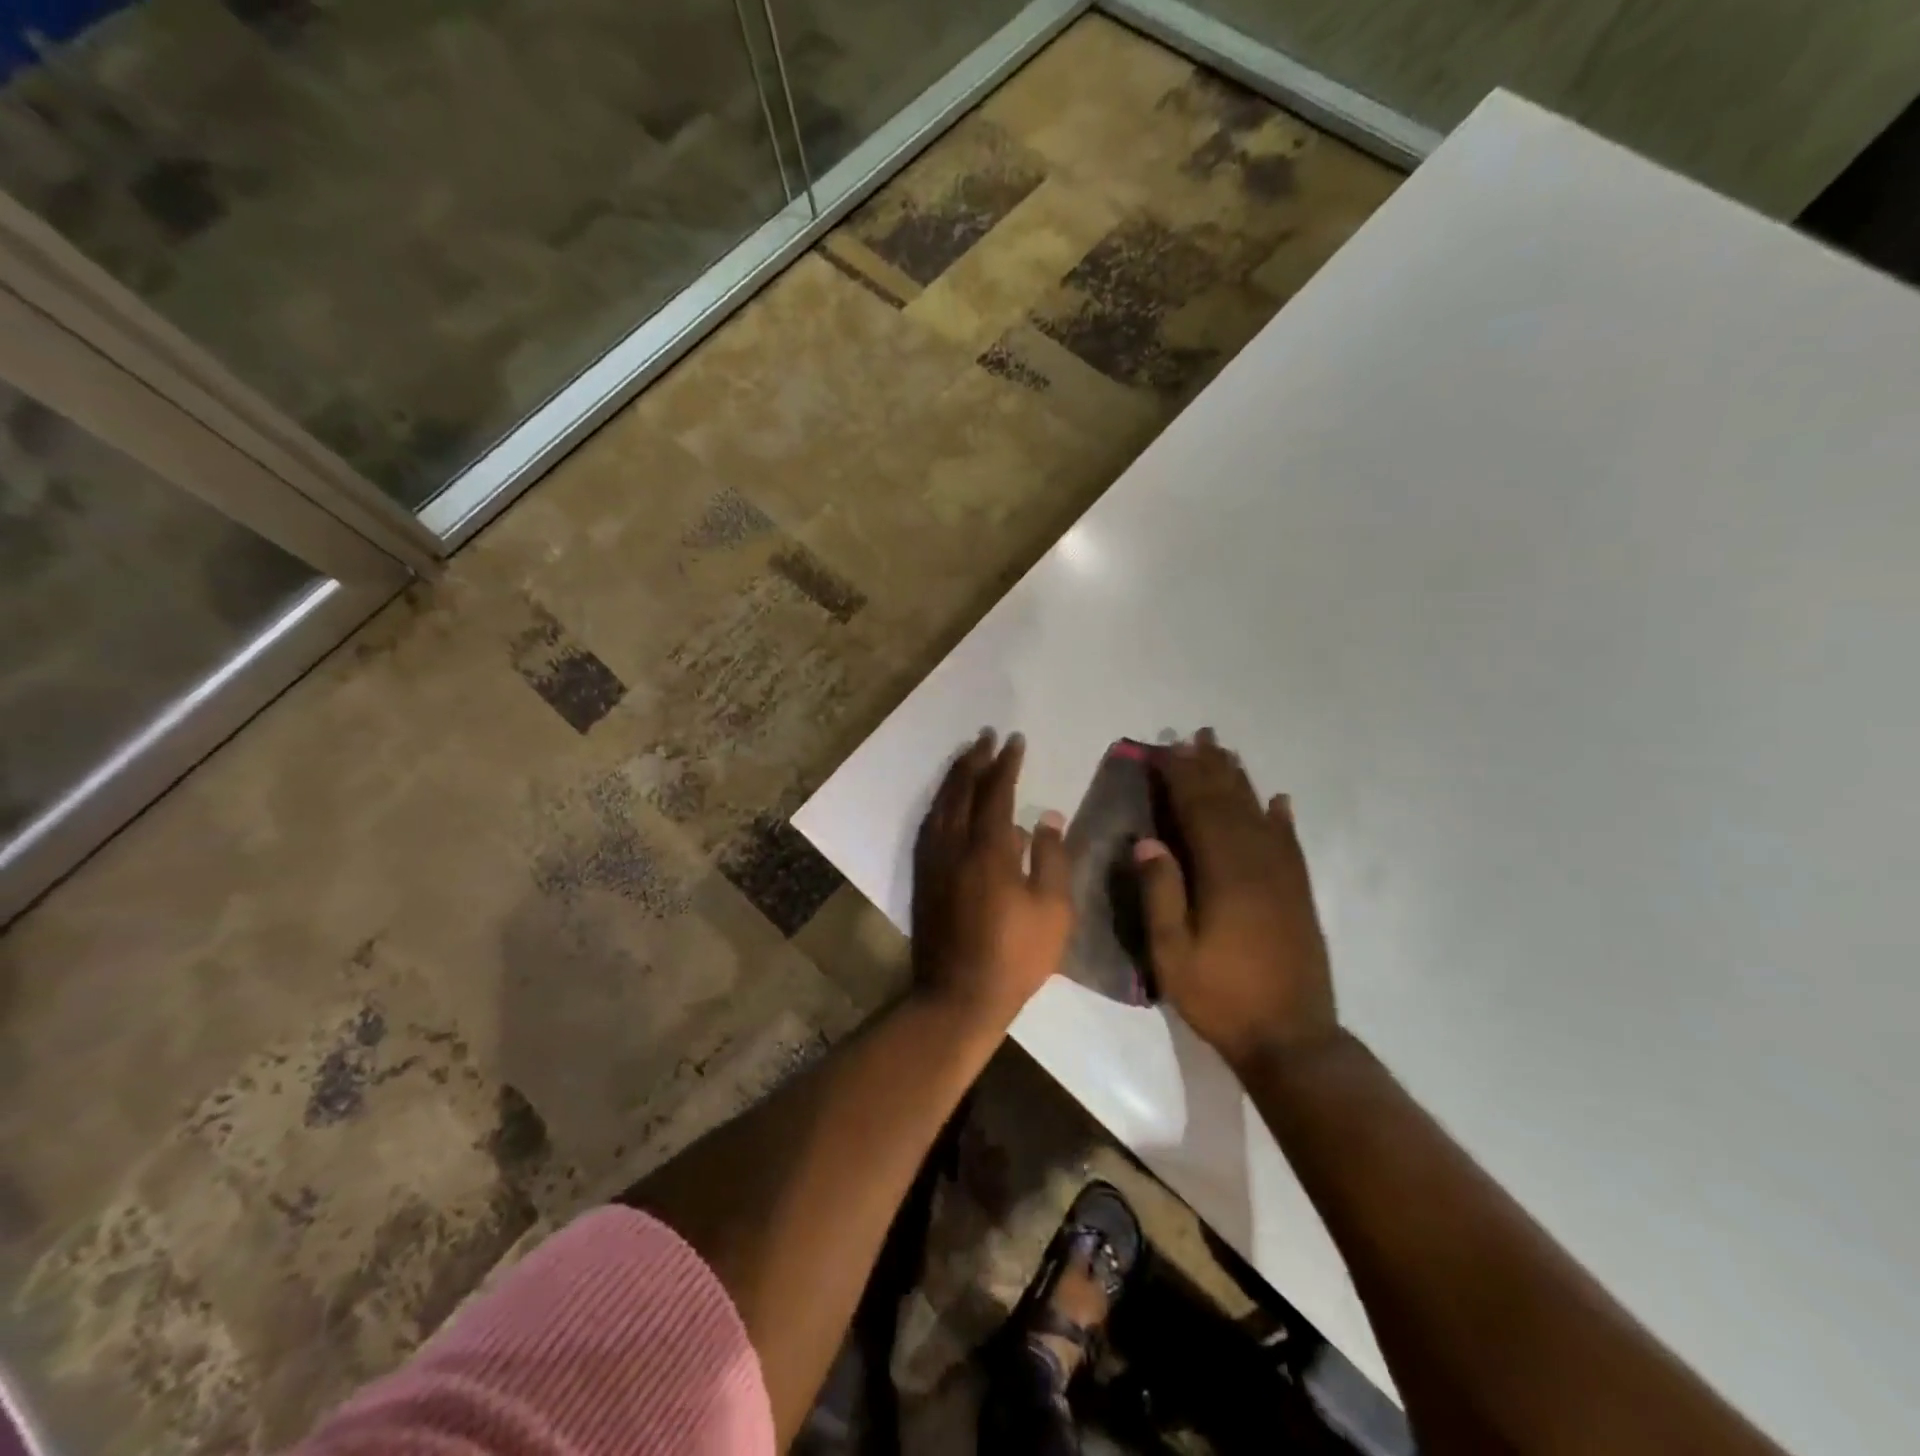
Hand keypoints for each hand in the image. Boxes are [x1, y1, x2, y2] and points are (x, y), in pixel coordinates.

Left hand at [912, 731, 1073, 1029]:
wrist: (958, 996)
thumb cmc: (1015, 955)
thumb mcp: (1052, 910)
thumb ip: (1051, 857)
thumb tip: (1046, 816)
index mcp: (989, 849)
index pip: (996, 792)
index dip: (1006, 764)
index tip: (1014, 740)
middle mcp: (955, 845)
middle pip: (962, 790)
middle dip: (975, 760)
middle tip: (986, 736)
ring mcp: (934, 861)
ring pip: (940, 805)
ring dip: (954, 777)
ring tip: (966, 757)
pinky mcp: (923, 877)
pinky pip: (929, 825)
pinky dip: (939, 803)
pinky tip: (945, 802)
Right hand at [1135, 730, 1338, 1070]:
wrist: (1292, 1039)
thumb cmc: (1222, 997)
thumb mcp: (1173, 954)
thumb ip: (1160, 895)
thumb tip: (1146, 841)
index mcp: (1224, 875)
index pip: (1198, 811)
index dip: (1180, 778)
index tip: (1165, 750)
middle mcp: (1257, 865)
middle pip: (1231, 803)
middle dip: (1211, 767)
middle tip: (1197, 735)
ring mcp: (1283, 878)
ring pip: (1259, 815)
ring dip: (1241, 781)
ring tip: (1226, 752)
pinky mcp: (1298, 894)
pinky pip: (1289, 844)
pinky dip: (1281, 818)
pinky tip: (1278, 801)